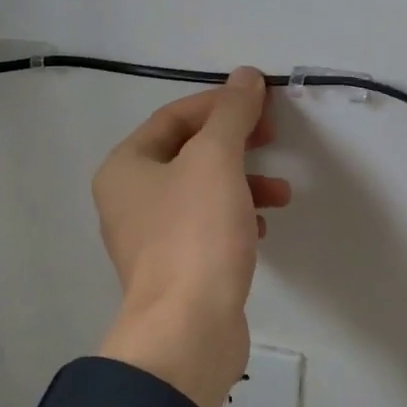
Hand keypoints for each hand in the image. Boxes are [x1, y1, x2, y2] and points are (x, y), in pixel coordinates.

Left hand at [92, 68, 290, 406]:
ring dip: (243, 182)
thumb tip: (245, 75)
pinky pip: (207, 227)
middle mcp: (129, 199)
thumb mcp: (216, 160)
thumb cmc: (196, 234)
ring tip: (281, 193)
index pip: (174, 117)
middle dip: (235, 143)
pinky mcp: (176, 268)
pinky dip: (236, 217)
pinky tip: (262, 227)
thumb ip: (232, 113)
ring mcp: (150, 238)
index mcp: (125, 168)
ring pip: (202, 191)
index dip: (219, 103)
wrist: (188, 330)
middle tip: (272, 138)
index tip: (261, 103)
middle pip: (189, 153)